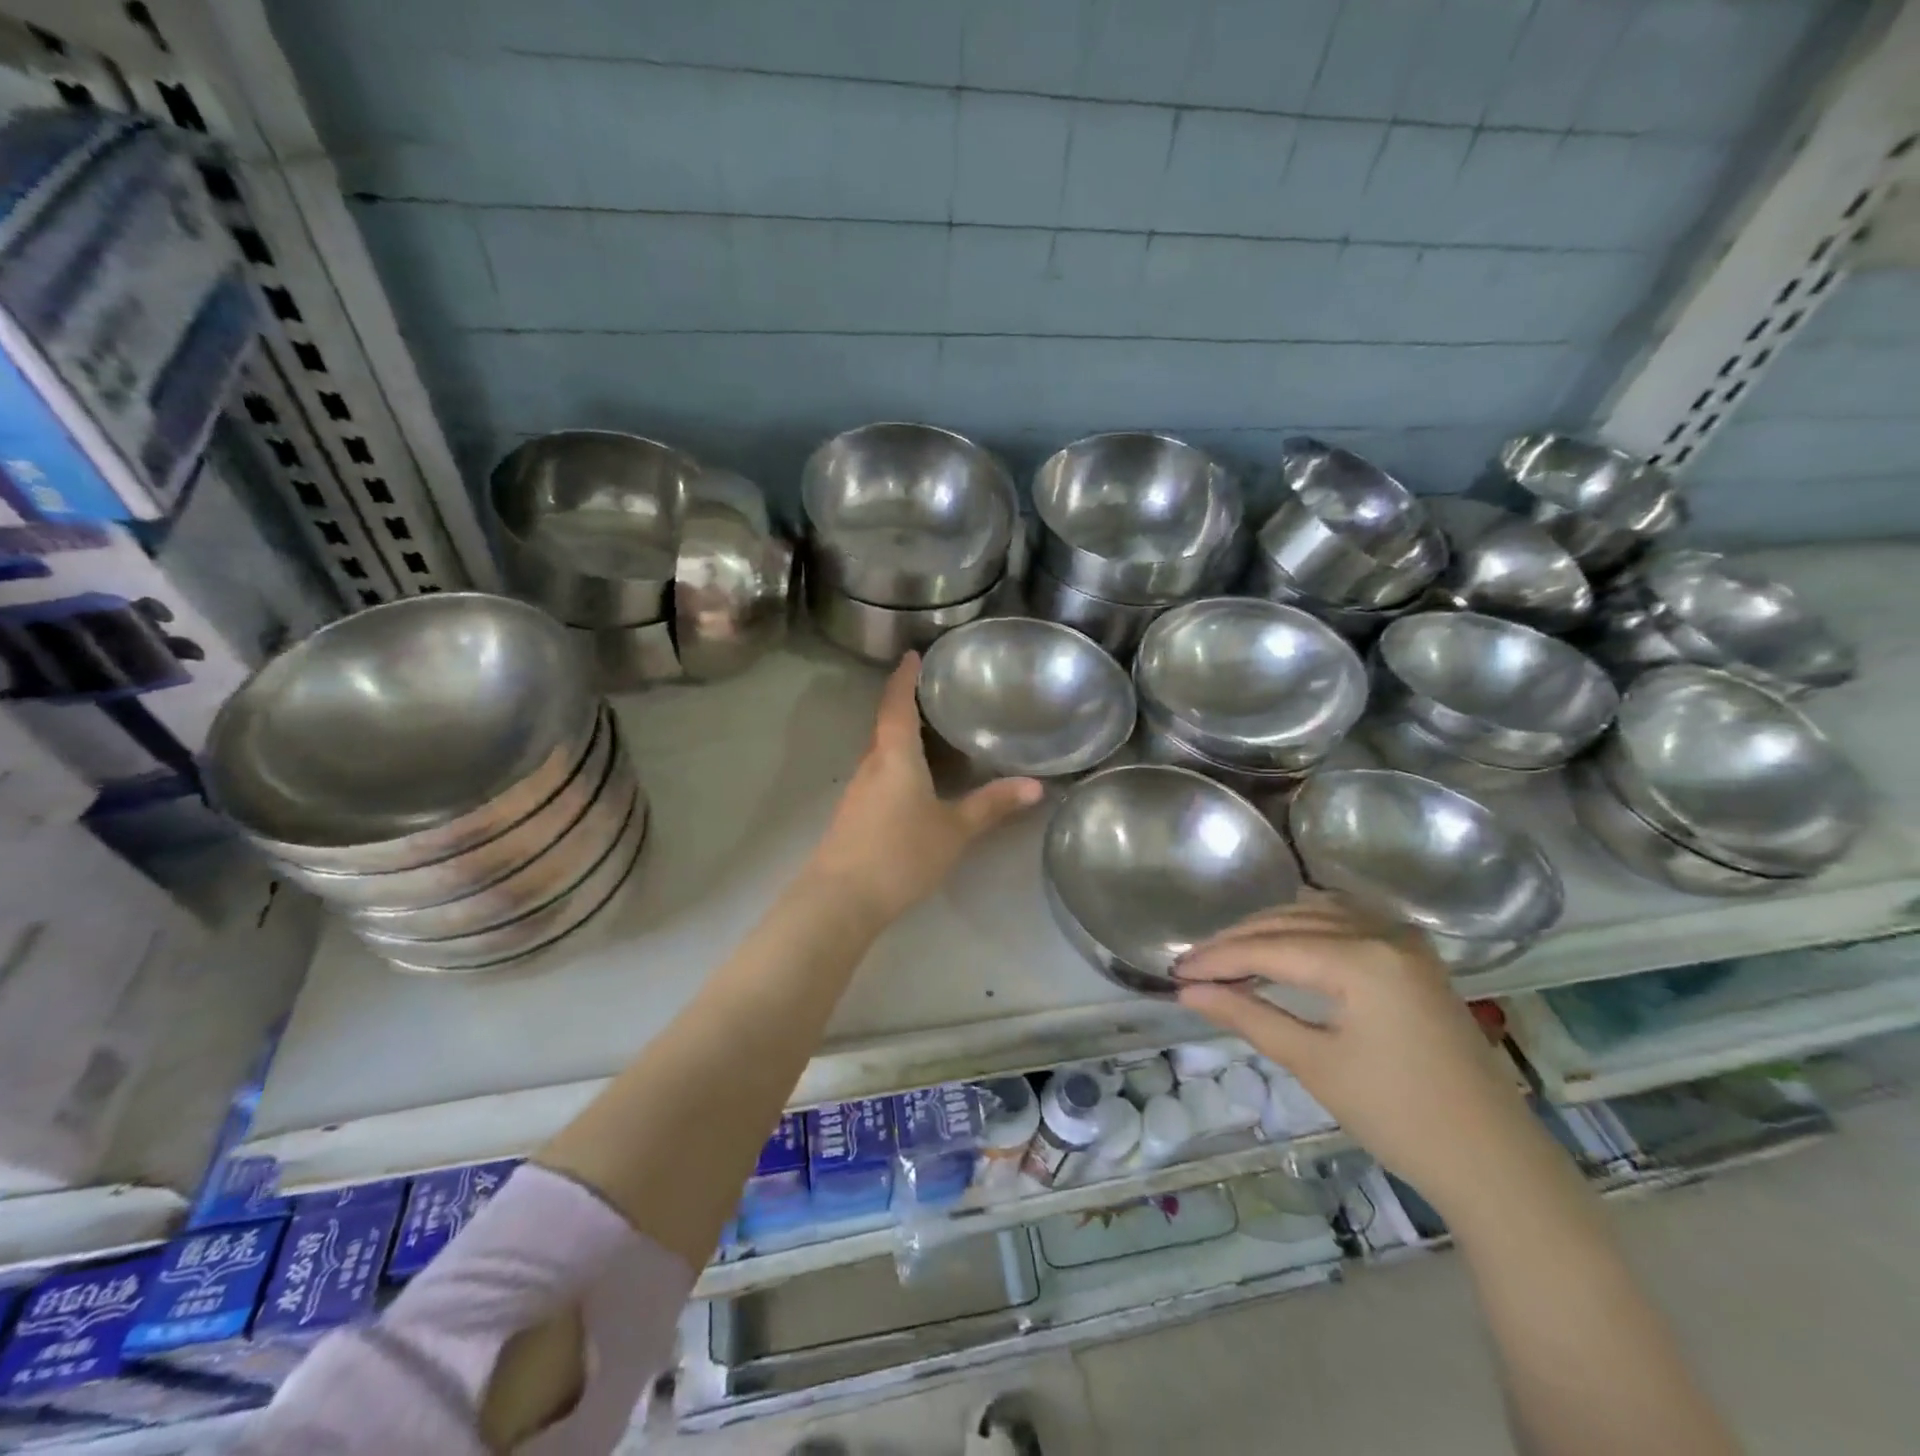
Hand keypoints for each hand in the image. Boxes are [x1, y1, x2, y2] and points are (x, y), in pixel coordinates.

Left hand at [807, 654, 1043, 924]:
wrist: (842, 898)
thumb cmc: (901, 853)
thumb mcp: (954, 829)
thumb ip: (992, 806)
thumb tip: (1036, 786)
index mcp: (895, 755)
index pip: (897, 704)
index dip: (905, 678)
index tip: (912, 654)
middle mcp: (871, 764)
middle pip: (887, 725)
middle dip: (906, 704)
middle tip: (935, 692)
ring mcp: (858, 790)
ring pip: (882, 752)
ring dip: (901, 736)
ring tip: (931, 731)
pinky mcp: (854, 814)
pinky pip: (878, 775)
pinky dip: (896, 765)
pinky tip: (914, 781)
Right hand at [1174, 892, 1540, 1212]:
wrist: (1494, 1162)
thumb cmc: (1399, 1117)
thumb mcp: (1314, 1063)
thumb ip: (1247, 1016)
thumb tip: (1188, 993)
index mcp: (1362, 958)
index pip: (1269, 948)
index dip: (1217, 958)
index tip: (1176, 972)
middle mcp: (1383, 932)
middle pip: (1290, 921)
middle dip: (1237, 941)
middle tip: (1193, 966)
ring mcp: (1404, 940)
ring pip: (1316, 914)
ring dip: (1268, 930)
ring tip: (1227, 956)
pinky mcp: (1414, 955)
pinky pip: (1345, 921)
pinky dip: (1305, 928)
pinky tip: (1281, 943)